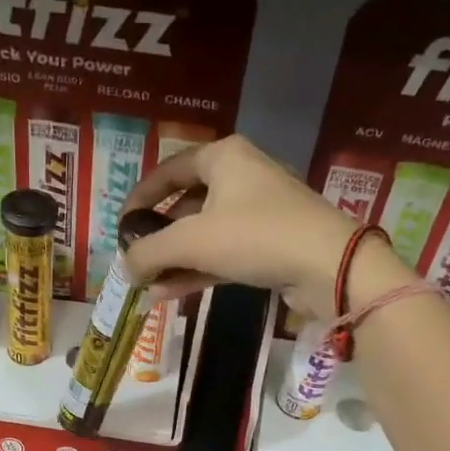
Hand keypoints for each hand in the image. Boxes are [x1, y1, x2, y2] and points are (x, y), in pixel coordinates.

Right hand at [120, 136, 414, 319]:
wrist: (328, 265)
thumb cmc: (255, 235)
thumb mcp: (191, 241)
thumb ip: (150, 252)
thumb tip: (124, 268)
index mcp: (223, 157)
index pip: (168, 170)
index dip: (140, 198)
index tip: (121, 227)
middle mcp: (241, 177)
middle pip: (186, 204)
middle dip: (158, 238)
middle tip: (135, 261)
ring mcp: (258, 212)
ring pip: (204, 234)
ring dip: (175, 260)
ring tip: (147, 287)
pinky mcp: (270, 244)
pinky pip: (223, 253)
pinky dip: (197, 270)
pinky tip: (170, 293)